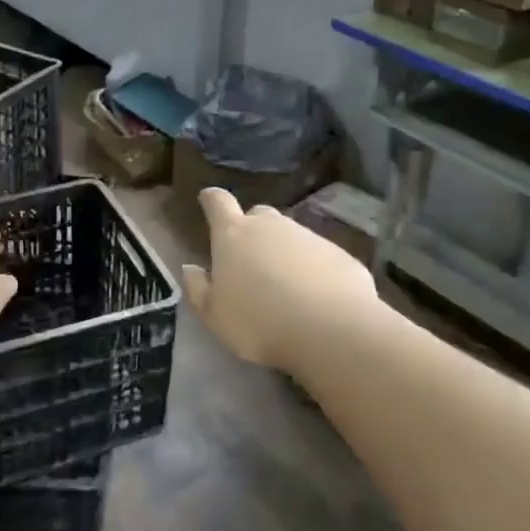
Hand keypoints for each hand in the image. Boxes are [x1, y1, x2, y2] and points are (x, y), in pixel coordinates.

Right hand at [181, 188, 377, 371]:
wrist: (332, 331)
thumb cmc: (260, 323)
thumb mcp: (215, 316)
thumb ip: (198, 289)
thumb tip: (190, 268)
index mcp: (234, 235)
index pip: (217, 202)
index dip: (211, 199)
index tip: (207, 199)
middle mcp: (271, 226)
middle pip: (257, 215)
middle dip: (251, 228)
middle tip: (249, 257)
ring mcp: (308, 236)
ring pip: (289, 234)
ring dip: (283, 251)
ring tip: (283, 284)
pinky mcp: (339, 253)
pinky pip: (318, 255)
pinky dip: (312, 268)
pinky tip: (314, 296)